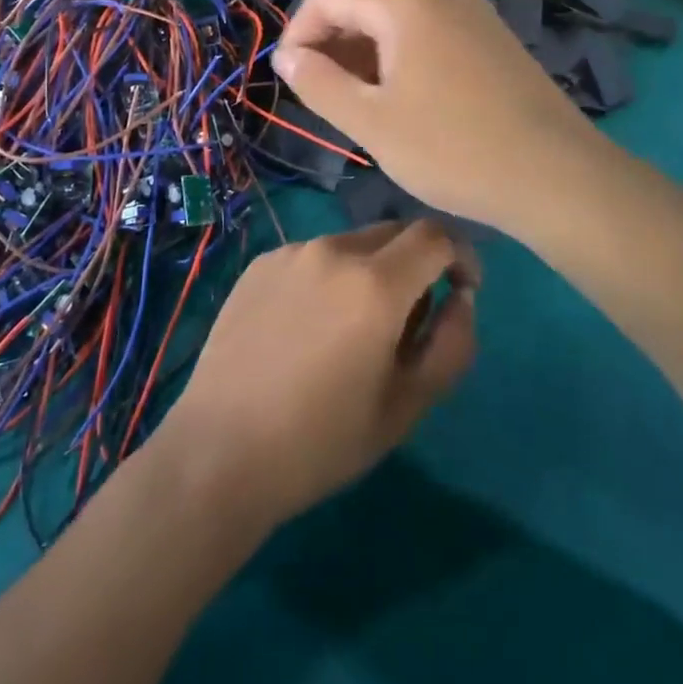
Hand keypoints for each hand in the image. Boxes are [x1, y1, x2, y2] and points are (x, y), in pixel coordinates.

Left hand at [160, 221, 478, 530]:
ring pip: (352, 245)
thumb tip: (460, 298)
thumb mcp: (407, 406)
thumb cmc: (322, 440)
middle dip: (416, 264)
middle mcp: (333, 250)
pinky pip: (313, 257)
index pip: (436, 235)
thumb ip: (451, 344)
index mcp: (375, 283)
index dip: (461, 256)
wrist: (220, 450)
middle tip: (407, 322)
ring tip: (350, 332)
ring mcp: (290, 253)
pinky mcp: (259, 263)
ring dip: (370, 272)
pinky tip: (306, 329)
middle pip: (395, 234)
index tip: (461, 290)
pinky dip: (329, 278)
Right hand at [272, 0, 606, 235]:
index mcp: (404, 2)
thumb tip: (286, 55)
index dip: (296, 36)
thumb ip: (317, 82)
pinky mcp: (495, 39)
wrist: (557, 177)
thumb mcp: (370, 121)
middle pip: (363, 8)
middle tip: (325, 103)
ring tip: (364, 110)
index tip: (289, 82)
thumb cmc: (451, 148)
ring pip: (398, 25)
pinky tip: (409, 106)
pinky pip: (431, 37)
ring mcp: (474, 13)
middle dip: (333, 50)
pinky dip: (403, 62)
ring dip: (367, 60)